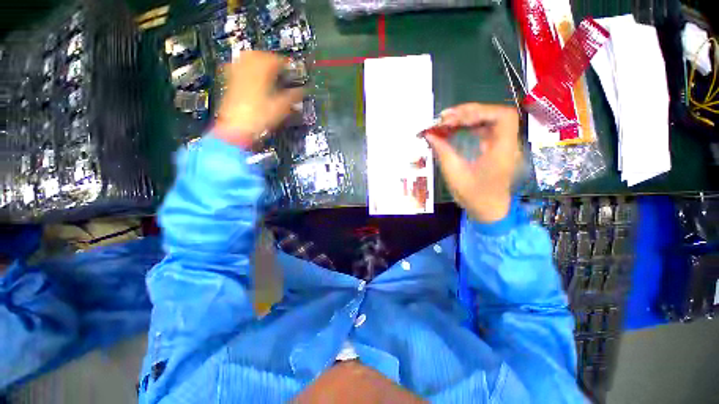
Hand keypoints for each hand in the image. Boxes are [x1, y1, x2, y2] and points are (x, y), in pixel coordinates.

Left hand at [215, 51, 303, 146]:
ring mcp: (237, 72)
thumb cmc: (261, 117)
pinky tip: (252, 76)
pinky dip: (247, 67)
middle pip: (261, 55)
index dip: (287, 65)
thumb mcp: (281, 107)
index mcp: (262, 71)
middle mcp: (248, 67)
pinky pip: (239, 66)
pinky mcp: (230, 80)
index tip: (293, 72)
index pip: (277, 60)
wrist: (237, 127)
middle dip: (272, 60)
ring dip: (260, 61)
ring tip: (267, 71)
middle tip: (280, 70)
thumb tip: (304, 90)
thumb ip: (293, 96)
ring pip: (248, 58)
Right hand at [425, 103, 520, 222]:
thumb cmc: (473, 196)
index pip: (503, 117)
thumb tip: (429, 135)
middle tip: (444, 117)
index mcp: (502, 151)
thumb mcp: (454, 174)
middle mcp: (507, 144)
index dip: (479, 111)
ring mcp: (503, 145)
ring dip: (468, 117)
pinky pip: (485, 129)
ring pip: (490, 120)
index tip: (454, 119)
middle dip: (469, 112)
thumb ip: (442, 151)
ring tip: (446, 121)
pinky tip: (455, 129)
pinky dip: (470, 126)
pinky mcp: (496, 148)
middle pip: (495, 115)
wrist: (488, 210)